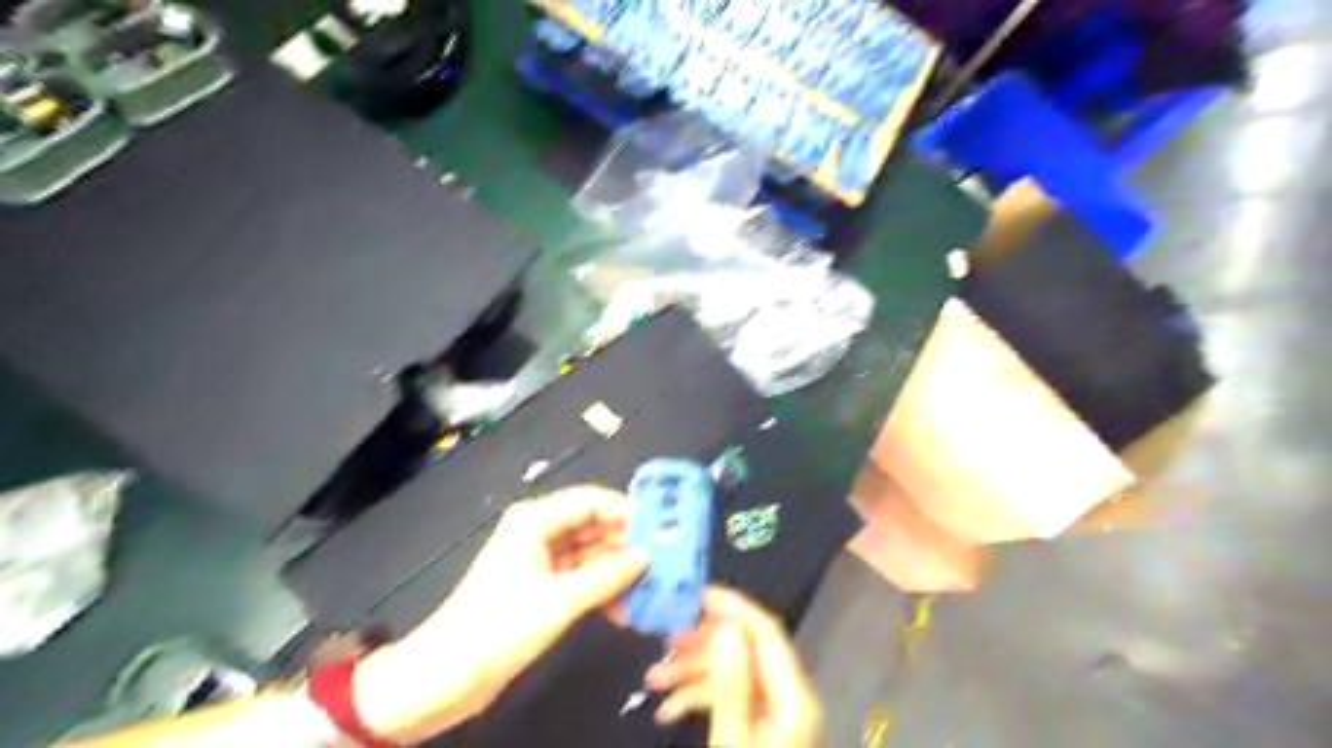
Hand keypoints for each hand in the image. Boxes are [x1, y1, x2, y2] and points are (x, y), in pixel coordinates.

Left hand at [351, 485, 649, 742]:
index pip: (590, 501)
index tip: (659, 528)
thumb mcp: (560, 600)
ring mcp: (540, 561)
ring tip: (650, 588)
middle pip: (592, 527)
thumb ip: (607, 575)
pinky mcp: (541, 588)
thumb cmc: (500, 626)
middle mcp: (539, 532)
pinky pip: (580, 579)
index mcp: (535, 520)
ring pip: (589, 555)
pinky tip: (625, 610)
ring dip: (616, 572)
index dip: (625, 511)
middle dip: (625, 544)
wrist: (447, 675)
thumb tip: (647, 555)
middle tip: (663, 560)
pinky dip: (601, 591)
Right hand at [646, 587, 823, 746]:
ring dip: (692, 674)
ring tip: (652, 679)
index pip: (766, 632)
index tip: (694, 593)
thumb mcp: (732, 743)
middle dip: (701, 644)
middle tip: (662, 640)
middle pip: (744, 650)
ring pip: (731, 673)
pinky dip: (699, 698)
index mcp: (792, 697)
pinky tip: (667, 711)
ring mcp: (773, 712)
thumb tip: (725, 624)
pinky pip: (729, 698)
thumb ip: (732, 683)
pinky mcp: (758, 726)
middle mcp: (787, 696)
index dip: (733, 607)